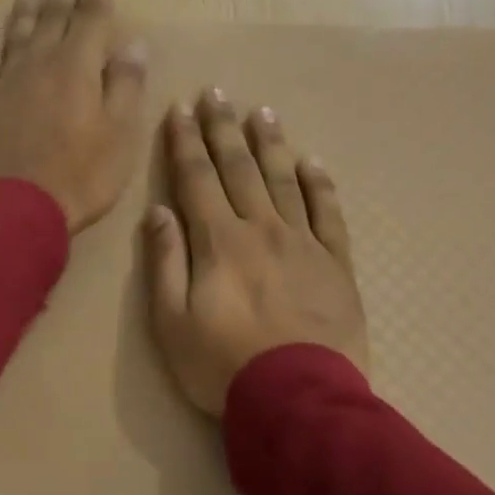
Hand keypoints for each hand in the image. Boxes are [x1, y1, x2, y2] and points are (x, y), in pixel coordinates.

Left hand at [0, 0, 147, 233]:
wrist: (16, 209)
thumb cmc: (80, 175)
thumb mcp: (120, 134)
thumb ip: (125, 85)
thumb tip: (132, 45)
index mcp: (77, 66)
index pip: (91, 18)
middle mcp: (39, 63)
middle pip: (53, 18)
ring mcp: (6, 82)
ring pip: (18, 35)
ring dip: (26, 12)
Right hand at [145, 90, 369, 415]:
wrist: (300, 401)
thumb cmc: (222, 365)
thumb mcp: (171, 321)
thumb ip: (165, 262)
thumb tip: (159, 212)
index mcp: (219, 241)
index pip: (197, 179)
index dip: (186, 141)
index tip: (180, 108)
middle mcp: (262, 230)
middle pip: (239, 169)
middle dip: (223, 129)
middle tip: (217, 93)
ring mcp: (304, 244)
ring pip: (285, 181)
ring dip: (270, 145)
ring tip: (261, 113)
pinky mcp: (336, 265)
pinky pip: (329, 215)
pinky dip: (321, 185)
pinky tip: (313, 163)